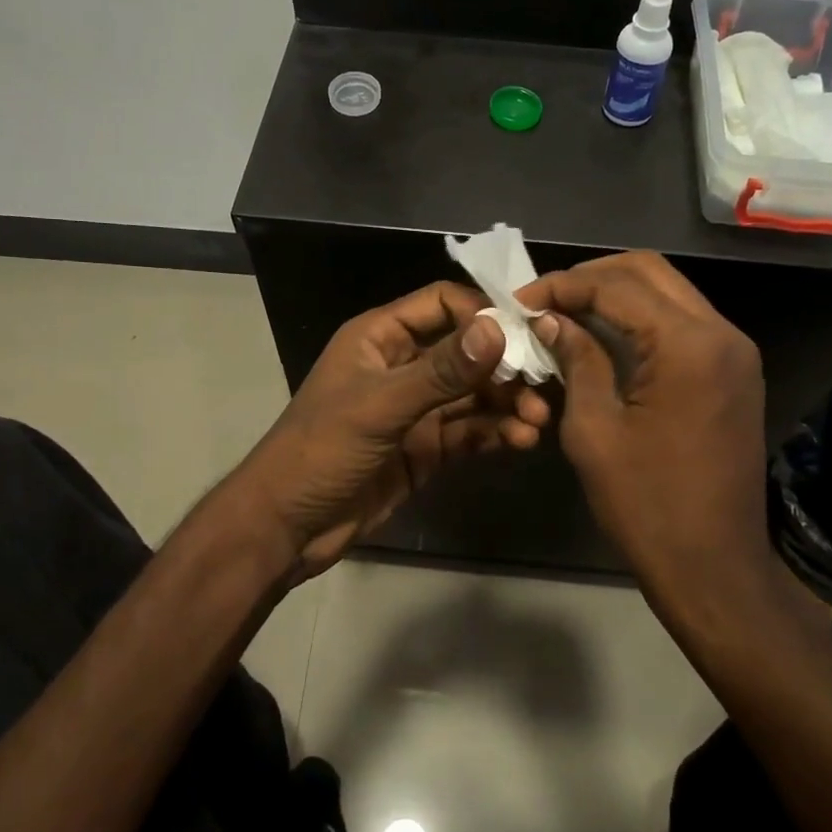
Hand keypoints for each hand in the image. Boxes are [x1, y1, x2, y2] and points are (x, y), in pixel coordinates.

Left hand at [229, 282, 551, 583]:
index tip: (526, 333)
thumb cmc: (322, 451)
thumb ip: (441, 371)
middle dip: (505, 366)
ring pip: (473, 394)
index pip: (441, 304)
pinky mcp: (426, 448)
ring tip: (537, 421)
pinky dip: (495, 433)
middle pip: (466, 351)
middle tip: (544, 386)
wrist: (287, 527)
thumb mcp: (380, 406)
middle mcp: (402, 365)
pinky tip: (521, 441)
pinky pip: (469, 431)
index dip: (483, 313)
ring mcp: (415, 409)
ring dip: (507, 403)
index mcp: (380, 337)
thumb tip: (497, 329)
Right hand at [516, 253, 768, 608]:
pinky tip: (604, 337)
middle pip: (649, 271)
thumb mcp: (594, 430)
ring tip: (567, 313)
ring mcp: (735, 352)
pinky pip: (683, 323)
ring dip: (617, 294)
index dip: (562, 286)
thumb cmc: (646, 505)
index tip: (521, 301)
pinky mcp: (734, 373)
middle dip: (591, 277)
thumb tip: (551, 320)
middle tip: (545, 300)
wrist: (714, 566)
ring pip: (669, 293)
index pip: (617, 286)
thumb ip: (576, 360)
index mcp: (688, 345)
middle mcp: (721, 334)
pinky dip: (641, 319)